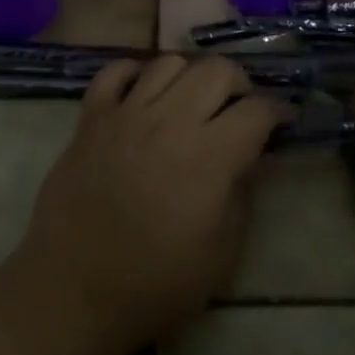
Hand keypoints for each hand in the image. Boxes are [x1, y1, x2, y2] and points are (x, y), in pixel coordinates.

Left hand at [6, 55, 286, 354]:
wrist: (72, 292)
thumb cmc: (154, 285)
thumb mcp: (220, 256)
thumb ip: (243, 196)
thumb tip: (255, 158)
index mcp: (209, 157)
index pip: (256, 110)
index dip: (277, 112)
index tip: (282, 121)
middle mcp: (170, 120)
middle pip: (217, 69)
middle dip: (238, 83)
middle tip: (238, 108)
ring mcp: (127, 113)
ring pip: (169, 62)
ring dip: (190, 76)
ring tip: (191, 100)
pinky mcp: (92, 117)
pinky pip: (116, 71)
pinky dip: (134, 72)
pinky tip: (143, 92)